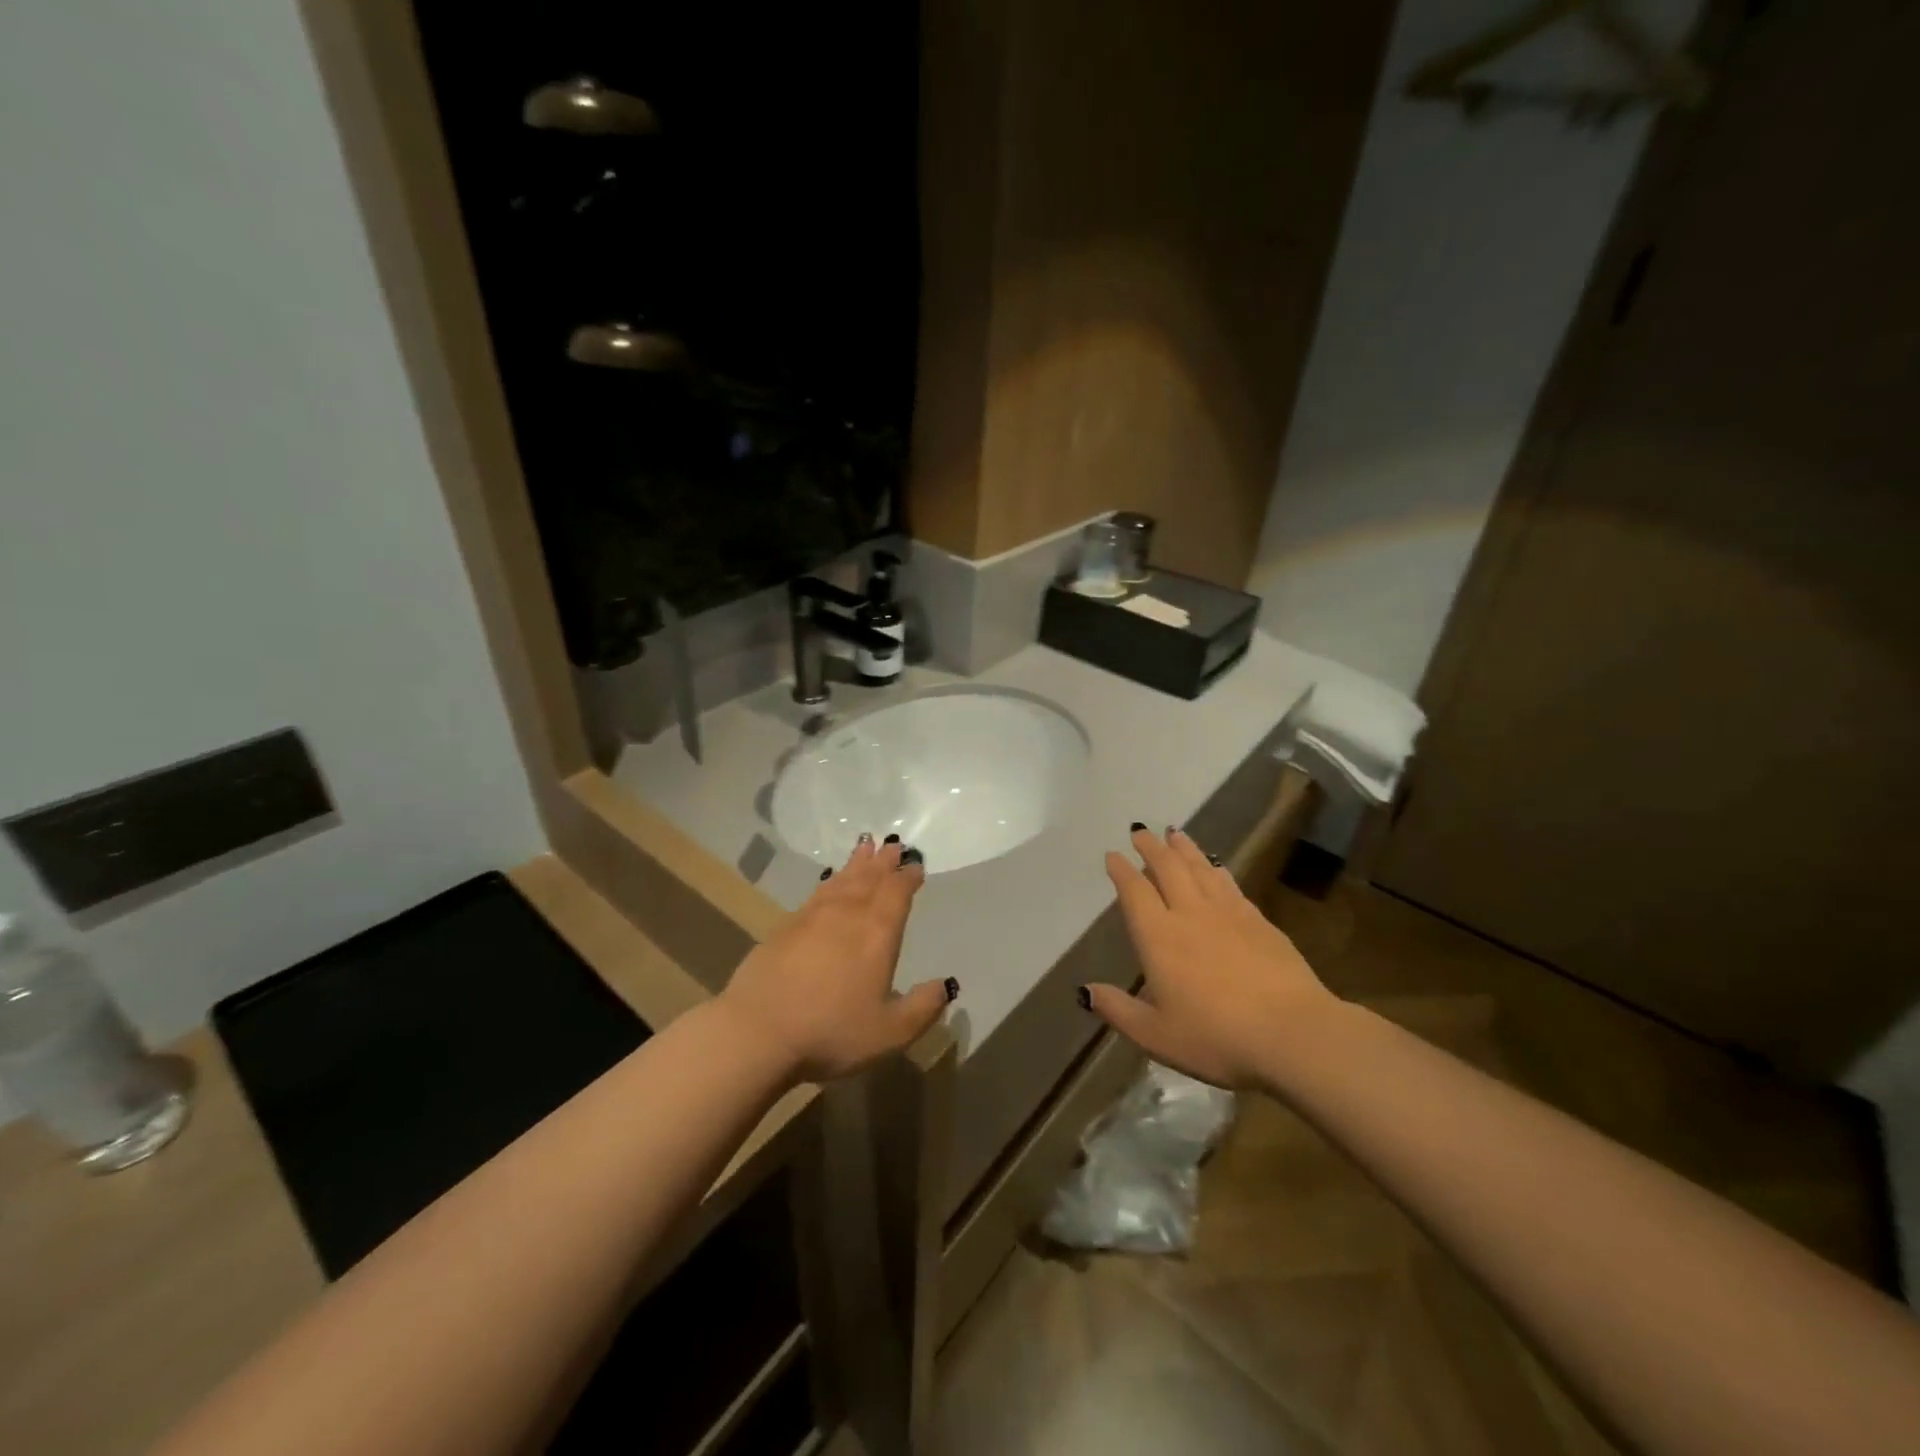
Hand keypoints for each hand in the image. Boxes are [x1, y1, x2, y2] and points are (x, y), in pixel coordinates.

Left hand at [717, 837, 953, 1082]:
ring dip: (857, 863)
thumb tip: (946, 985)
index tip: (915, 866)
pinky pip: (817, 893)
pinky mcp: (785, 927)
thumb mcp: (889, 1032)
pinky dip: (829, 881)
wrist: (757, 1031)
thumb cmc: (831, 1031)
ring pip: (841, 880)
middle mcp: (847, 914)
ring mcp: (812, 917)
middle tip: (892, 844)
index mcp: (877, 933)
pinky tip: (830, 881)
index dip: (908, 877)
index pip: (897, 893)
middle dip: (883, 861)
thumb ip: (922, 1008)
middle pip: (869, 878)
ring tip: (865, 847)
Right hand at [1087, 826, 1339, 1089]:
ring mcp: (1228, 914)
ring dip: (1184, 849)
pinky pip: (1230, 884)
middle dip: (1151, 847)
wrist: (1293, 1033)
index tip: (1113, 854)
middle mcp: (1190, 914)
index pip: (1135, 892)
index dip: (1121, 871)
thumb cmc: (1217, 1038)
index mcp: (1159, 937)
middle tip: (1141, 831)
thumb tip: (1085, 990)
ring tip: (1174, 834)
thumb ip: (1119, 1010)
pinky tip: (1216, 867)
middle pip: (1167, 868)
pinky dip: (1216, 869)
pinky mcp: (1259, 921)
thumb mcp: (1156, 1035)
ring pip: (1200, 868)